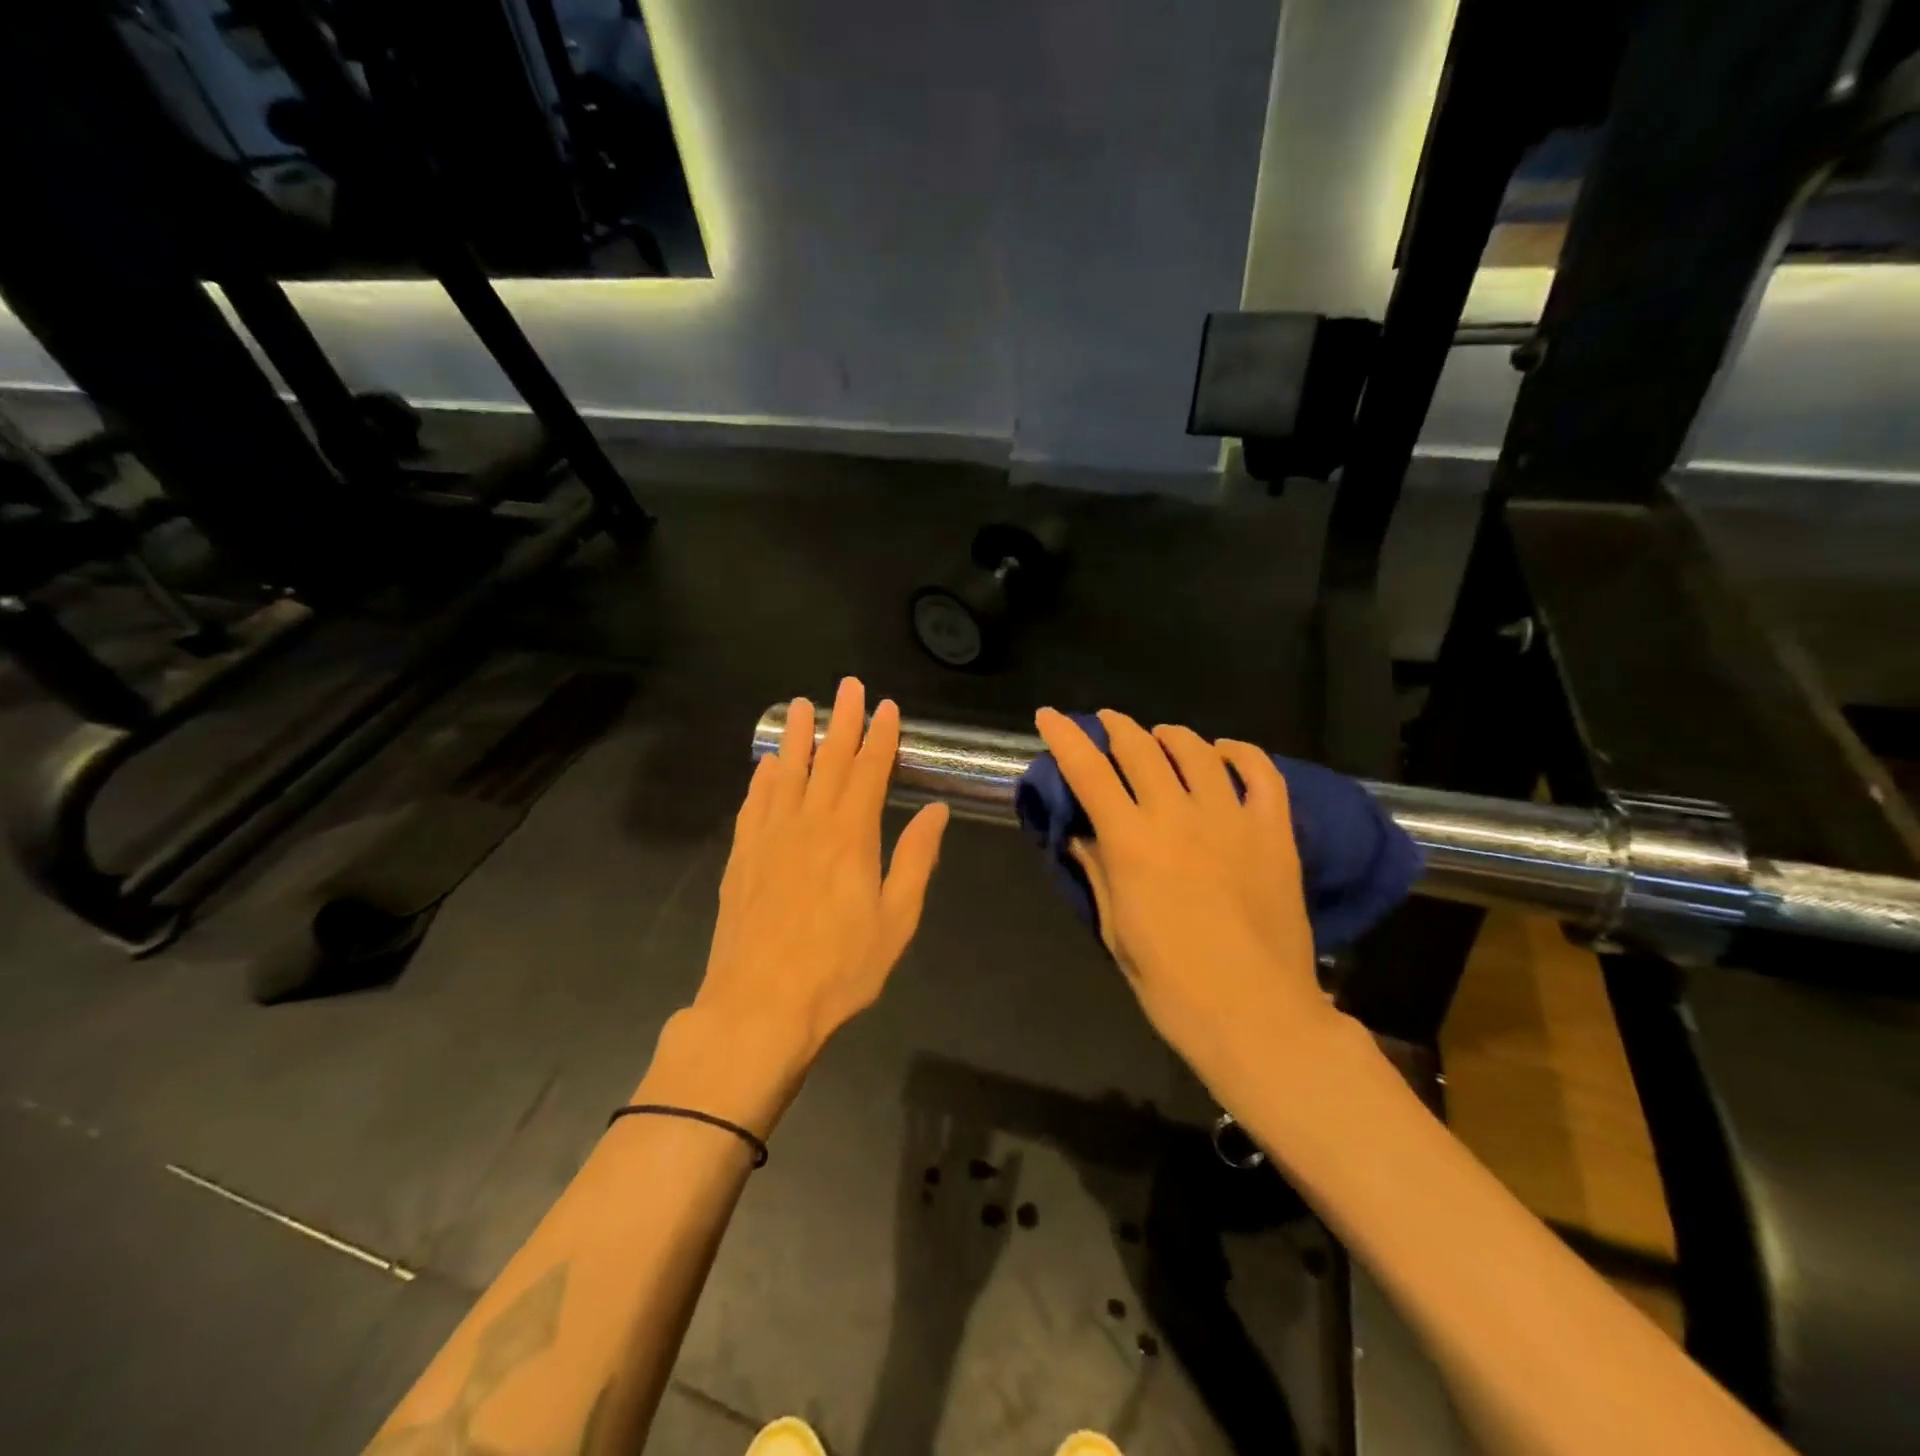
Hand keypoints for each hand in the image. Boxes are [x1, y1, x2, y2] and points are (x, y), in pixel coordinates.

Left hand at [687, 679, 949, 1092]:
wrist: (759, 1007)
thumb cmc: (839, 969)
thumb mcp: (897, 921)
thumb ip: (915, 860)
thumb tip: (936, 812)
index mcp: (851, 836)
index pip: (868, 772)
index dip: (880, 737)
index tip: (886, 707)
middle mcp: (808, 824)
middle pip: (827, 761)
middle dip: (841, 721)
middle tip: (847, 686)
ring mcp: (769, 838)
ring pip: (785, 773)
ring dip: (796, 737)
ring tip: (800, 706)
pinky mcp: (742, 858)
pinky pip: (753, 805)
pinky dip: (762, 779)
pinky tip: (766, 766)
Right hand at [1034, 707, 1339, 1096]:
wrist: (1257, 1015)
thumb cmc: (1172, 985)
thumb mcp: (1116, 931)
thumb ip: (1098, 872)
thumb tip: (1080, 833)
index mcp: (1132, 842)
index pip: (1088, 771)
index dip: (1065, 738)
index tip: (1049, 716)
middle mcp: (1178, 815)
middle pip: (1140, 748)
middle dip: (1116, 727)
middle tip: (1105, 723)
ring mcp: (1232, 818)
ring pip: (1197, 750)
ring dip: (1170, 735)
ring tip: (1159, 737)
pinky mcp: (1274, 831)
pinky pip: (1261, 772)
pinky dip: (1239, 753)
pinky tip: (1224, 752)